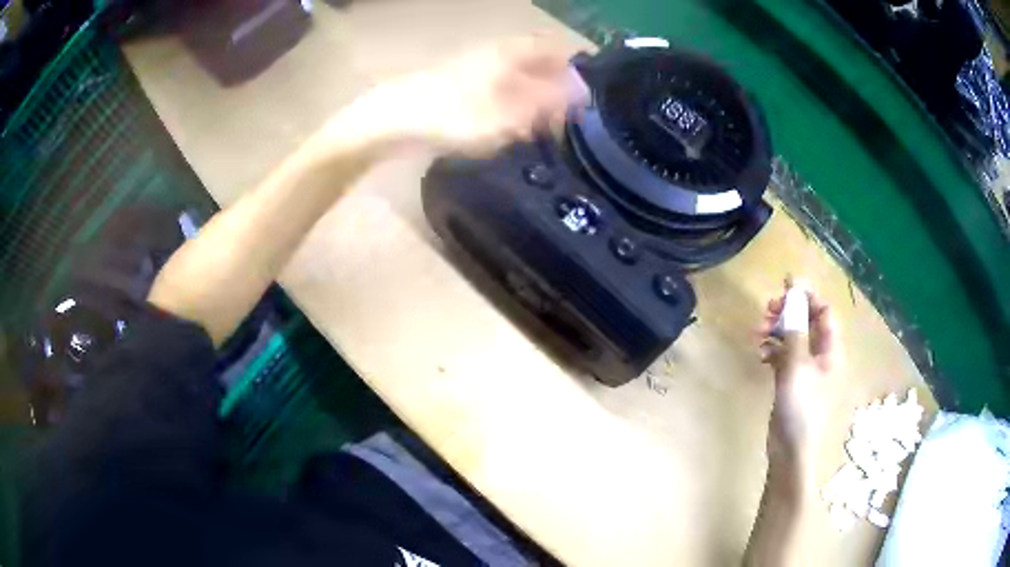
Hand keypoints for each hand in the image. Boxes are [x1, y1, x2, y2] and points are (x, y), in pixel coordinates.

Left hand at [364, 38, 589, 156]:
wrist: (392, 120)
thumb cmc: (453, 115)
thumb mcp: (507, 114)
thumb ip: (546, 102)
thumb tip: (580, 92)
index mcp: (509, 52)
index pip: (552, 48)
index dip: (572, 69)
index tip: (583, 98)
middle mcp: (494, 54)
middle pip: (534, 63)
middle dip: (553, 89)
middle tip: (563, 119)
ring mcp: (473, 68)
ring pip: (514, 77)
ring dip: (531, 100)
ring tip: (538, 129)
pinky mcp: (457, 85)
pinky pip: (495, 90)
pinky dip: (508, 106)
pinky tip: (507, 129)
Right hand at [758, 279, 837, 461]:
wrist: (790, 447)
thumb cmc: (800, 404)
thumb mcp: (797, 363)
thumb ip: (795, 326)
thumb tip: (795, 292)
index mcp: (830, 348)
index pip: (823, 311)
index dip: (806, 296)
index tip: (784, 287)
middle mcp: (821, 354)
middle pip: (806, 321)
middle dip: (787, 313)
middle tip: (766, 310)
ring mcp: (806, 368)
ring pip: (792, 337)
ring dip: (776, 330)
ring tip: (757, 332)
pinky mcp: (791, 380)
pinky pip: (783, 355)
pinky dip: (772, 350)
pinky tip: (761, 354)